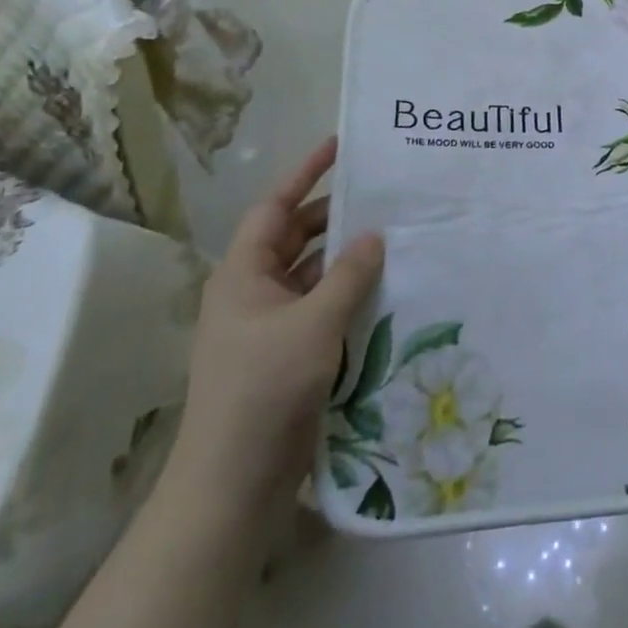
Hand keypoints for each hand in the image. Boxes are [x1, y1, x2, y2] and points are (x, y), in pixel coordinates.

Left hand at [167, 137, 384, 515]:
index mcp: (243, 274)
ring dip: (346, 258)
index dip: (306, 173)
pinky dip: (348, 294)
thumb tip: (374, 235)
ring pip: (312, 274)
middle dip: (334, 216)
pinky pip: (321, 307)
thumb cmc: (265, 388)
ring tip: (393, 238)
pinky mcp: (288, 354)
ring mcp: (269, 325)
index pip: (276, 207)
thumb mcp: (314, 323)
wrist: (234, 481)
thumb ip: (348, 274)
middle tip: (382, 196)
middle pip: (296, 237)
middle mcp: (253, 291)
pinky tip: (384, 289)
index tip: (340, 146)